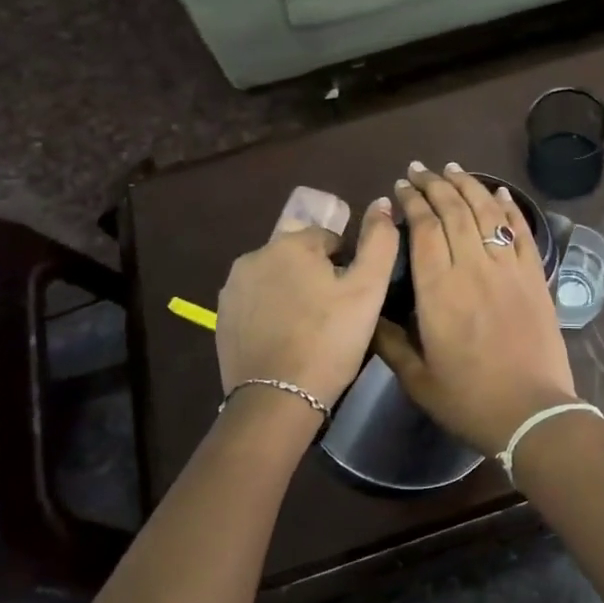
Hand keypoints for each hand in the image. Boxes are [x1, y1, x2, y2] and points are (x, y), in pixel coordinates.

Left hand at [215, 195, 398, 408]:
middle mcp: (254, 255)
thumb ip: (380, 241)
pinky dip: (272, 313)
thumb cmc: (330, 340)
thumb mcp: (369, 289)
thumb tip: (382, 202)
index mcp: (290, 243)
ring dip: (294, 293)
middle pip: (299, 256)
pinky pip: (257, 303)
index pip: (329, 239)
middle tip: (335, 315)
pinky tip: (286, 340)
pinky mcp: (222, 318)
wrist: (277, 400)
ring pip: (277, 278)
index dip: (347, 266)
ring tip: (311, 329)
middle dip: (317, 276)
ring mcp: (233, 288)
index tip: (352, 298)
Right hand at [373, 163, 576, 454]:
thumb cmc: (469, 399)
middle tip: (419, 170)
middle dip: (434, 184)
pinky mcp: (535, 276)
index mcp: (438, 289)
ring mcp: (508, 268)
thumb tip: (373, 317)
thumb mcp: (417, 379)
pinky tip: (500, 192)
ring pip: (486, 212)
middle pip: (453, 210)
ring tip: (453, 169)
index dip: (411, 202)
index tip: (401, 187)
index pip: (423, 228)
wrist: (531, 413)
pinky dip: (510, 207)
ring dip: (468, 185)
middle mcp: (472, 267)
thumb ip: (391, 343)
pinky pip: (521, 231)